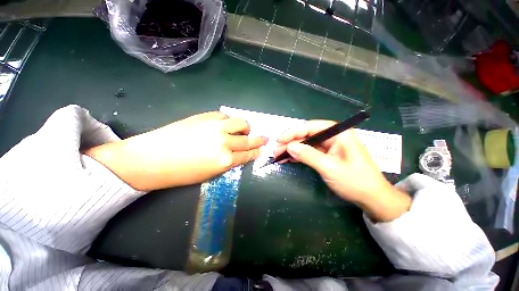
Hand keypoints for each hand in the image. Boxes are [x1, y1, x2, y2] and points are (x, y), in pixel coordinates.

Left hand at [85, 112, 266, 190]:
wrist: (152, 158)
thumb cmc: (181, 173)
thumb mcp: (211, 174)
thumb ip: (229, 162)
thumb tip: (240, 153)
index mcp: (225, 160)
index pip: (248, 154)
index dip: (257, 151)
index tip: (263, 148)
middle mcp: (224, 142)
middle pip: (248, 139)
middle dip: (259, 139)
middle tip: (264, 137)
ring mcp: (215, 127)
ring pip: (240, 122)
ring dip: (245, 127)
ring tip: (243, 129)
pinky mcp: (205, 117)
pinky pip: (224, 115)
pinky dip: (228, 120)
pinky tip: (225, 124)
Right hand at [274, 120, 410, 221]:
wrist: (371, 197)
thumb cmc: (355, 181)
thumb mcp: (330, 168)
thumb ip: (309, 155)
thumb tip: (289, 147)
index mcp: (338, 133)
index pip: (311, 127)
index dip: (293, 132)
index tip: (279, 140)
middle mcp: (332, 136)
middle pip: (306, 134)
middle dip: (290, 142)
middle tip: (276, 150)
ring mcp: (328, 146)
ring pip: (306, 143)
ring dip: (292, 149)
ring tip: (278, 155)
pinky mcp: (325, 154)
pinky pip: (308, 151)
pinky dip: (298, 155)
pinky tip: (288, 158)